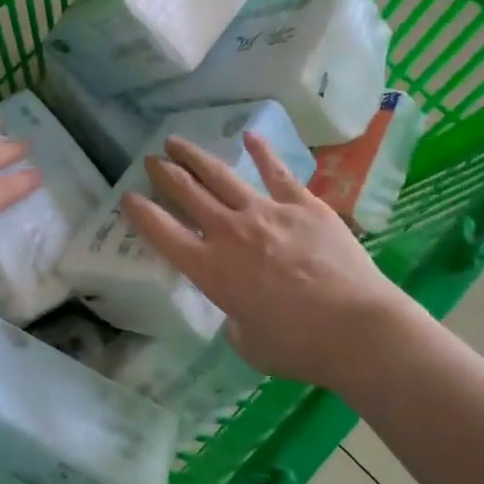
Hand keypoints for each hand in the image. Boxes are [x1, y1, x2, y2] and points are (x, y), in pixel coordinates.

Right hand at [121, 132, 429, 392]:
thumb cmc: (297, 347)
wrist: (355, 329)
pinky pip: (277, 173)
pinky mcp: (304, 205)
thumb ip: (235, 321)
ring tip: (177, 142)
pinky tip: (250, 137)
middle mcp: (230, 233)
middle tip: (150, 160)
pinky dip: (262, 153)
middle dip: (164, 174)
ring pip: (222, 176)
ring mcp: (267, 213)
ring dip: (196, 157)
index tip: (128, 197)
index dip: (140, 213)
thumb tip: (242, 311)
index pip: (162, 233)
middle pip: (188, 194)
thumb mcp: (248, 343)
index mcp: (210, 270)